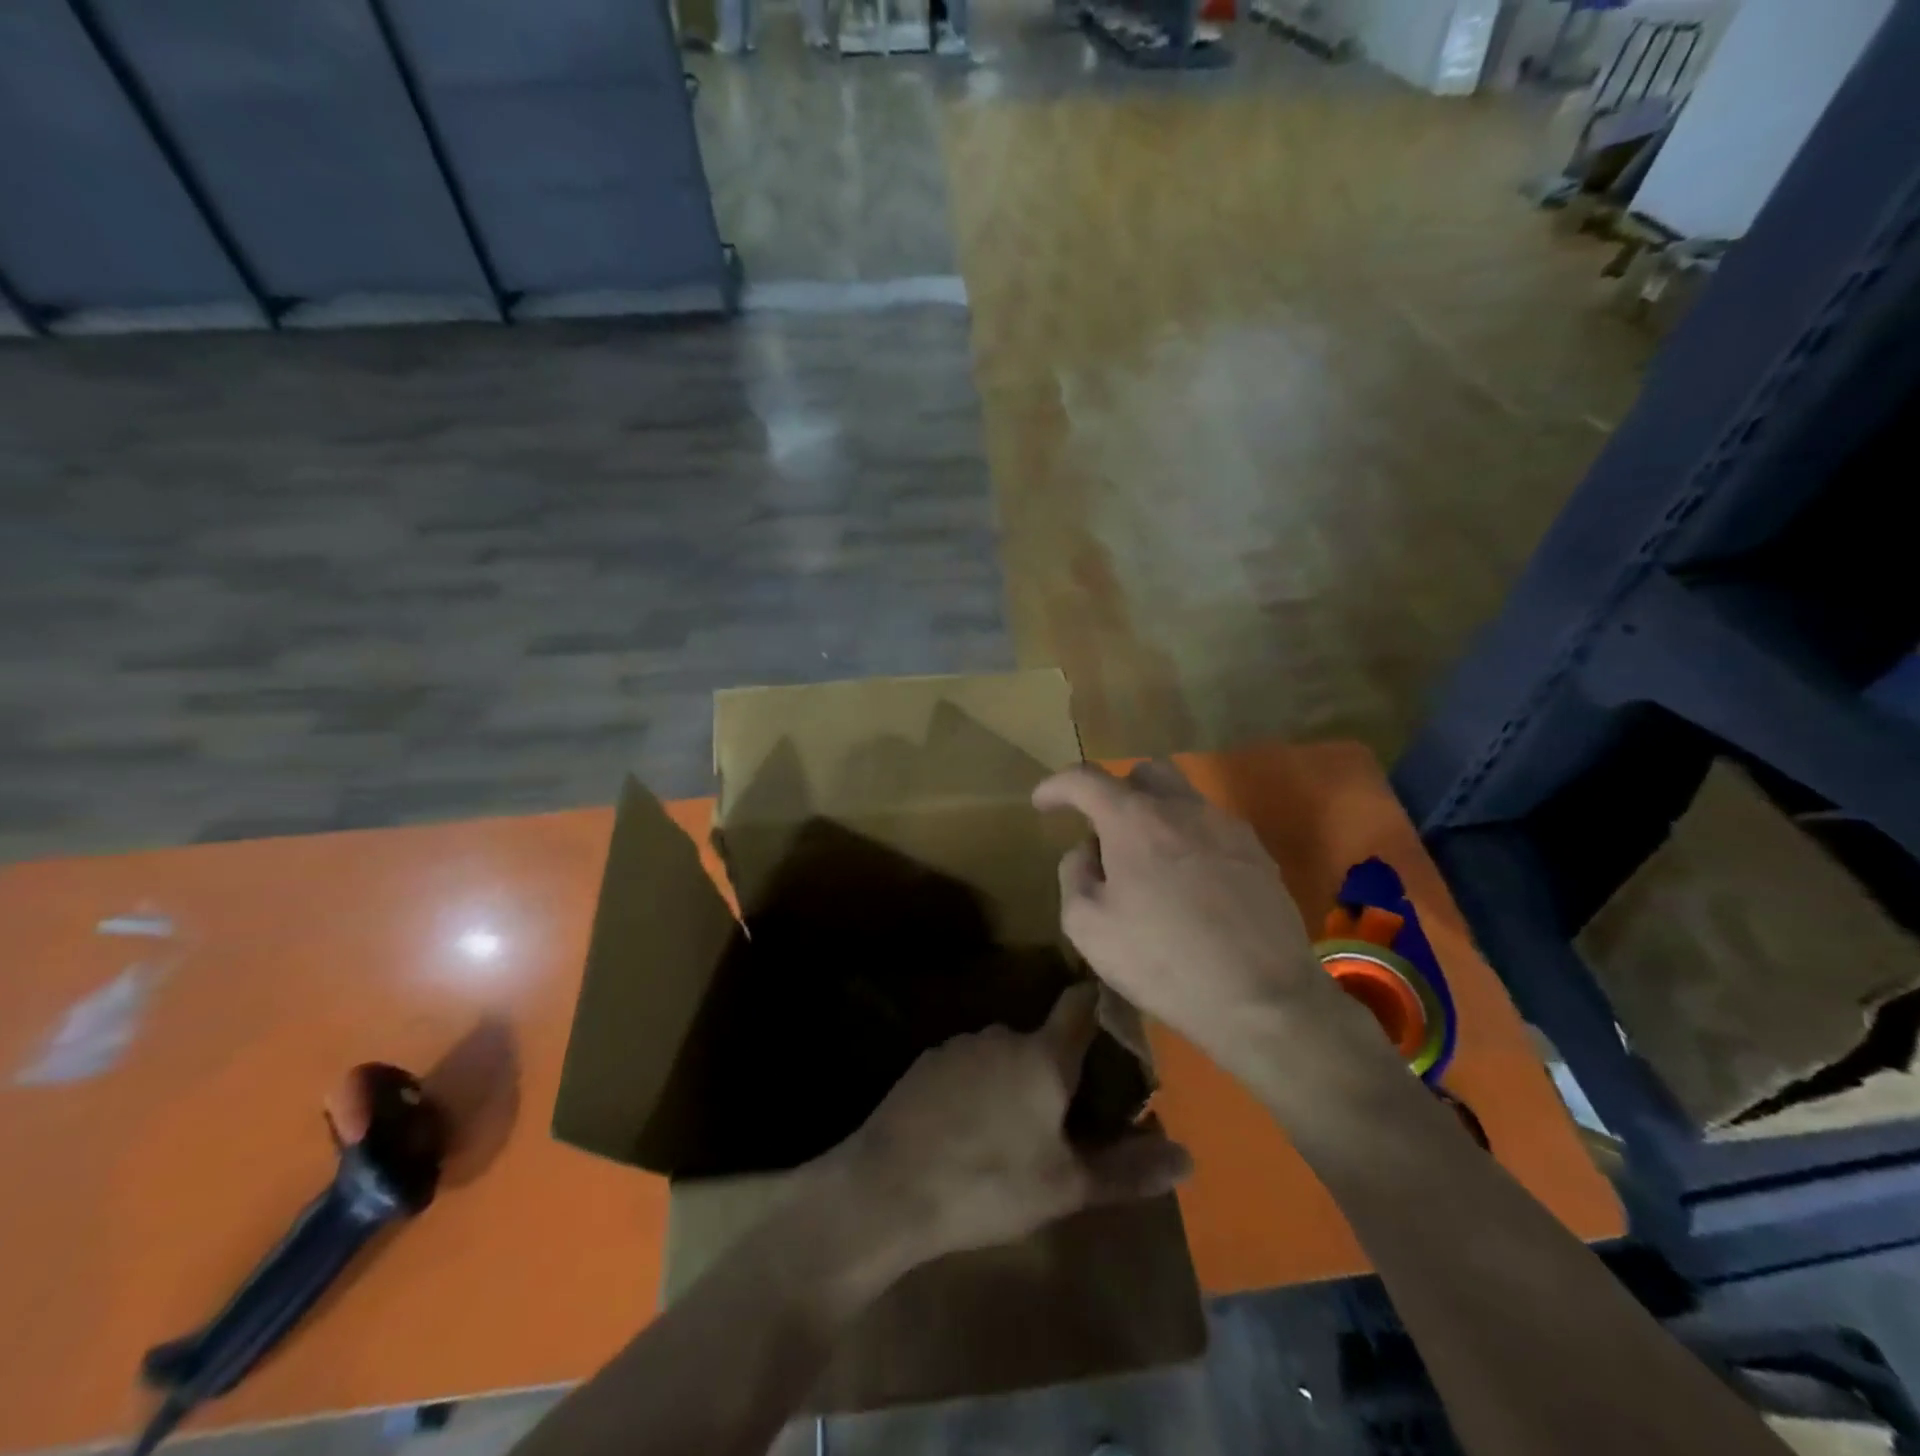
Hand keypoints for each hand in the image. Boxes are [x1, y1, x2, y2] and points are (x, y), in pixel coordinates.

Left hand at [829, 984, 1191, 1270]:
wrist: (888, 1189)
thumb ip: (1127, 1169)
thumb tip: (1189, 1158)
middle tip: (1065, 1115)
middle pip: (1042, 1040)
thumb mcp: (1065, 1186)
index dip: (1100, 1002)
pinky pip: (967, 1067)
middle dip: (1056, 1068)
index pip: (1080, 1005)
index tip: (1116, 1012)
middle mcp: (1001, 1035)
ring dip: (1014, 1080)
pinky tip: (968, 1130)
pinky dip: (977, 1088)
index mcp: (1042, 1055)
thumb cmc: (988, 1184)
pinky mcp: (925, 1063)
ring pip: (1002, 1055)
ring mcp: (958, 1045)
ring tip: (1013, 1132)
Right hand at [1033, 761, 1332, 1069]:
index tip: (1042, 803)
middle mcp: (1182, 808)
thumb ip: (1074, 874)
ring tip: (1146, 863)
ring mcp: (1226, 828)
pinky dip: (1187, 840)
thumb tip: (1086, 851)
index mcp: (1134, 820)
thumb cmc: (1163, 961)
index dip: (1056, 786)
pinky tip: (1188, 885)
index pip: (1085, 779)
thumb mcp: (1088, 926)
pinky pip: (1211, 828)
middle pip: (1143, 773)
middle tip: (1103, 831)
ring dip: (1154, 816)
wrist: (1263, 999)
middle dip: (1114, 792)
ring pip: (1182, 798)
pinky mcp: (1258, 854)